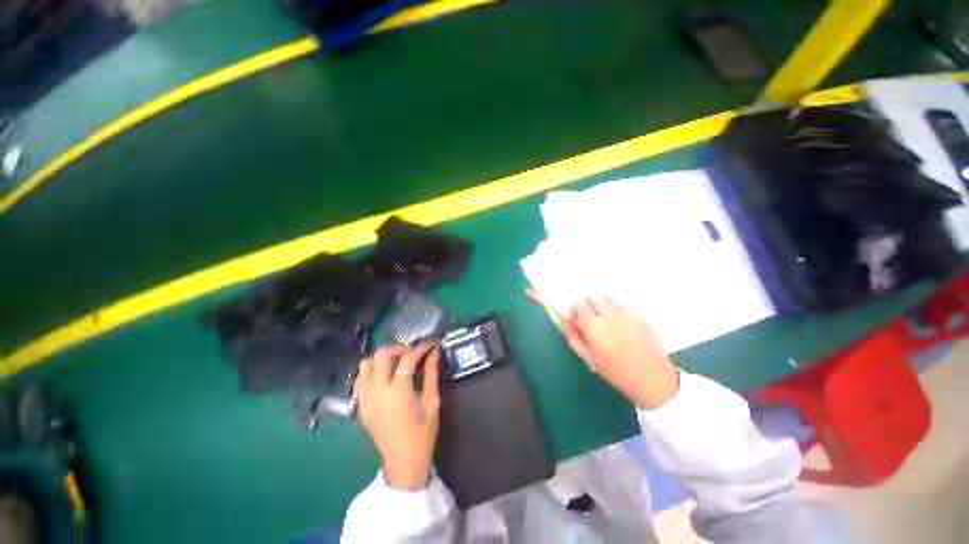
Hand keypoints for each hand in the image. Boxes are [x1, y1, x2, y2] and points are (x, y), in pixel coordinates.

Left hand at [355, 343, 440, 490]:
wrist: (403, 461)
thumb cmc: (422, 432)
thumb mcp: (431, 401)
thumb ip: (431, 374)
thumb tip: (434, 353)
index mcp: (398, 392)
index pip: (407, 360)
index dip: (419, 349)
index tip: (429, 345)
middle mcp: (377, 392)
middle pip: (381, 356)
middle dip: (398, 349)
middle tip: (411, 353)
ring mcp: (365, 398)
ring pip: (366, 364)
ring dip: (382, 358)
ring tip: (397, 363)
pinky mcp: (360, 405)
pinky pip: (360, 378)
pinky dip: (372, 370)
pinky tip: (384, 376)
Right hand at [545, 295, 678, 409]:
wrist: (652, 379)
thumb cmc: (615, 371)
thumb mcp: (588, 356)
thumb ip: (572, 335)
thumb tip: (562, 319)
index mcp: (594, 325)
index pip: (579, 304)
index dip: (575, 309)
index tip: (576, 317)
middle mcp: (608, 314)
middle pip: (593, 296)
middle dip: (588, 303)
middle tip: (590, 317)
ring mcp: (626, 313)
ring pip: (608, 298)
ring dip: (602, 304)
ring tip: (605, 319)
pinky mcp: (639, 315)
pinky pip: (622, 305)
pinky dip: (615, 308)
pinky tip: (619, 323)